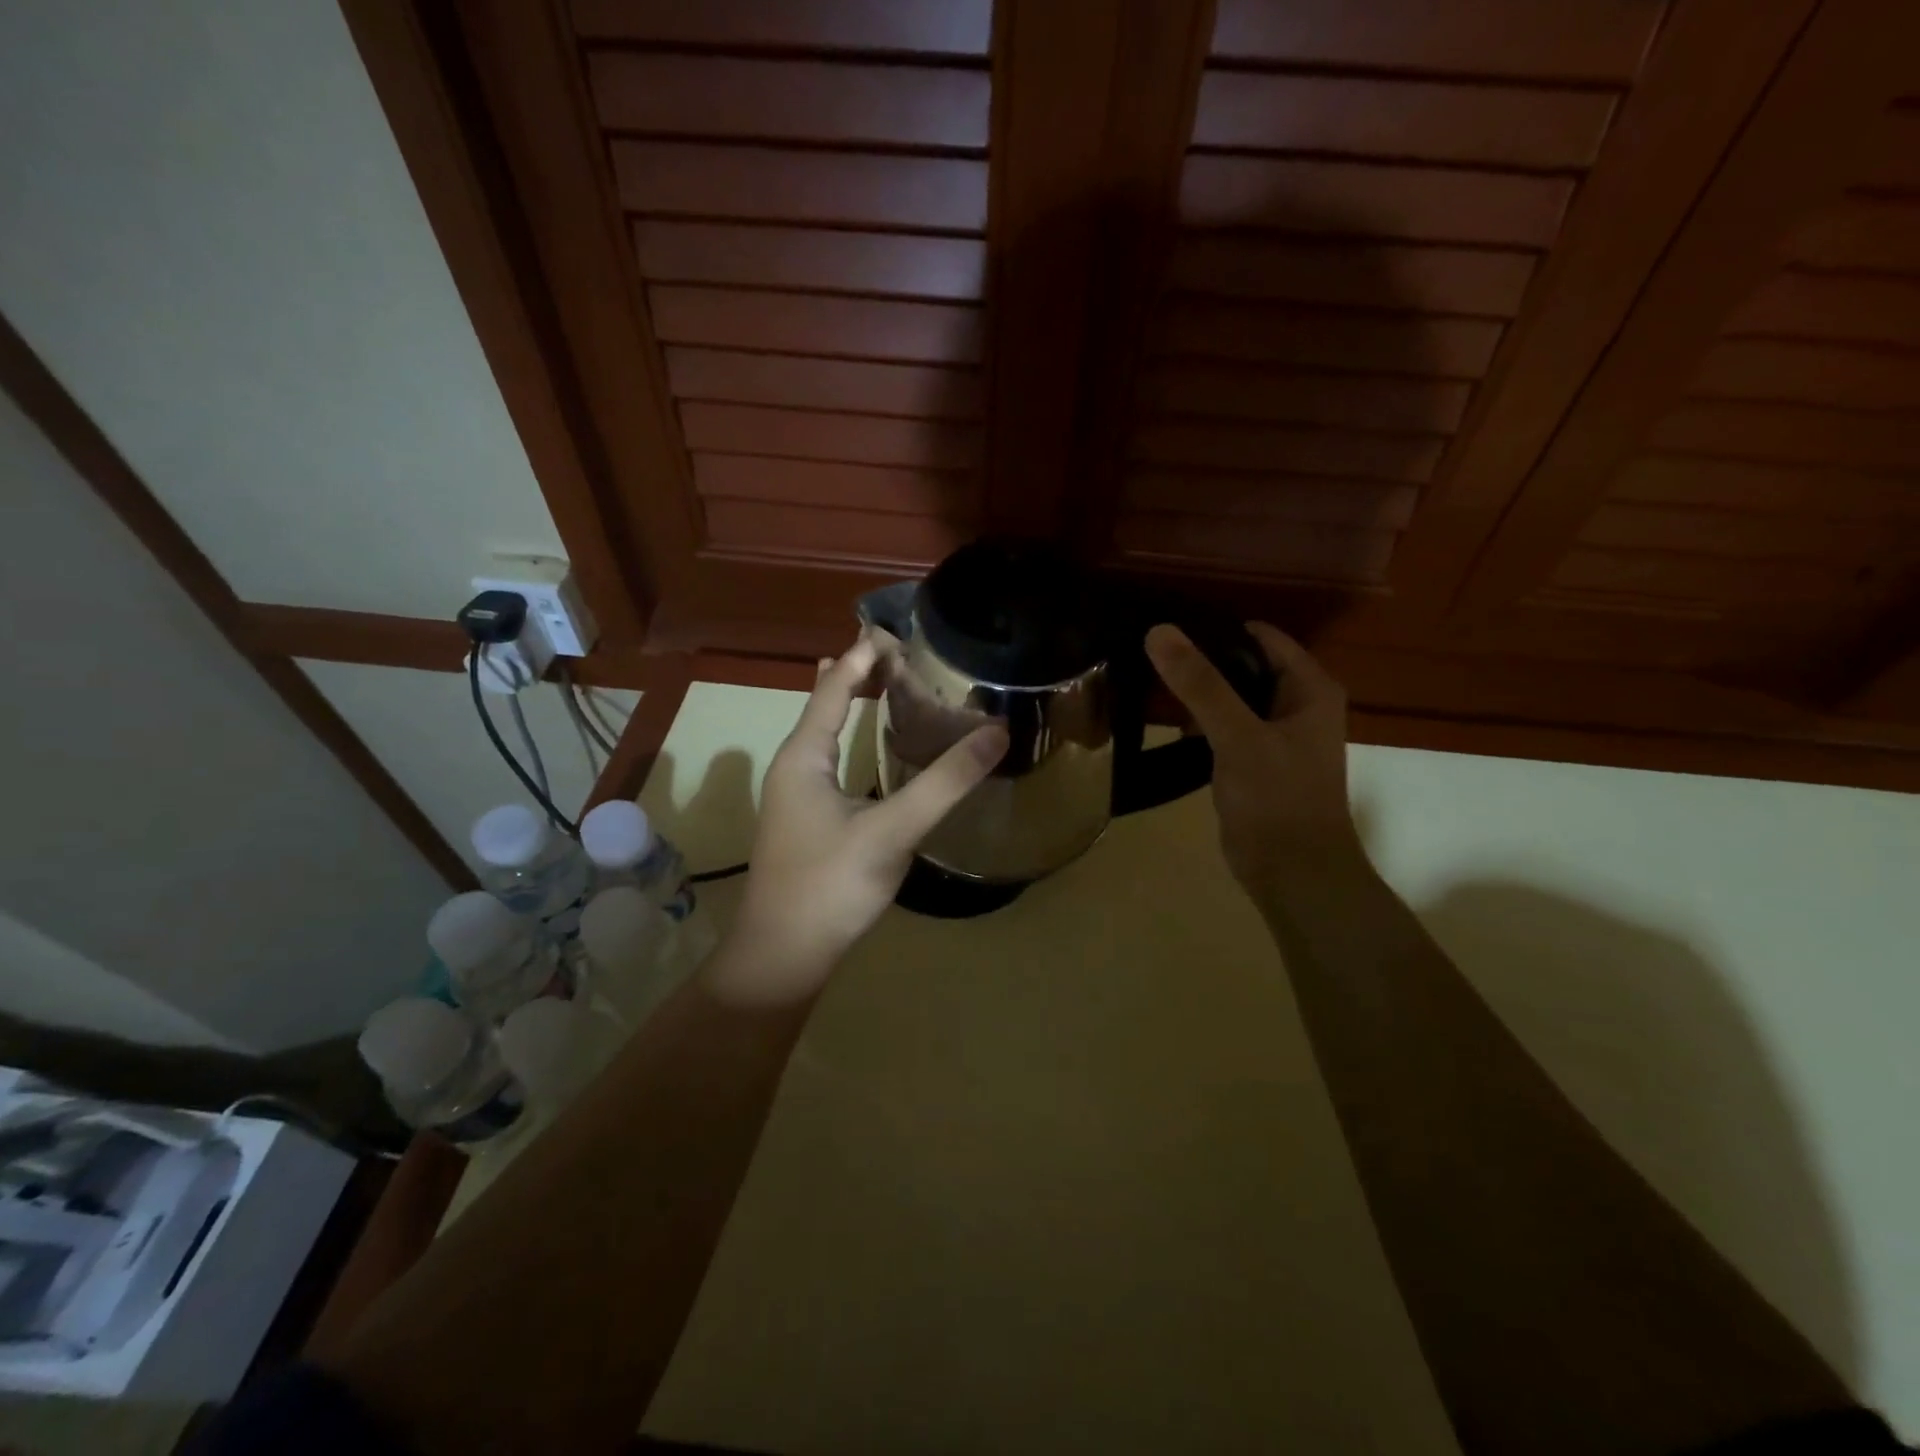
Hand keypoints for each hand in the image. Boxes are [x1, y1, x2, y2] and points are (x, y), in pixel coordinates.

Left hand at [705, 634, 1008, 1007]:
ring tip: (888, 683)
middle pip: (827, 702)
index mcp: (804, 755)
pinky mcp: (806, 819)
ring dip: (855, 704)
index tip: (899, 630)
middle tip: (905, 655)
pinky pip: (829, 758)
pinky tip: (870, 749)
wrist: (783, 955)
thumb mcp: (893, 830)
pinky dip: (853, 737)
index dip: (865, 654)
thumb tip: (997, 732)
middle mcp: (794, 765)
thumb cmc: (830, 885)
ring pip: (826, 732)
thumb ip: (945, 782)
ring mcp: (796, 794)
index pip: (835, 685)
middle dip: (860, 673)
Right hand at [1144, 622, 1362, 892]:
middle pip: (1243, 665)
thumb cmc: (1277, 799)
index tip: (1167, 630)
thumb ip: (1200, 684)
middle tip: (1149, 655)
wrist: (1292, 873)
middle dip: (1201, 661)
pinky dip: (1200, 723)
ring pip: (1230, 698)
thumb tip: (1160, 631)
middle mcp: (1296, 705)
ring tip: (1149, 680)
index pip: (1261, 637)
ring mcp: (1275, 735)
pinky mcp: (1253, 762)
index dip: (1216, 629)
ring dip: (1197, 693)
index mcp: (1309, 688)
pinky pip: (1224, 728)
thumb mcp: (1237, 736)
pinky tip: (1168, 722)